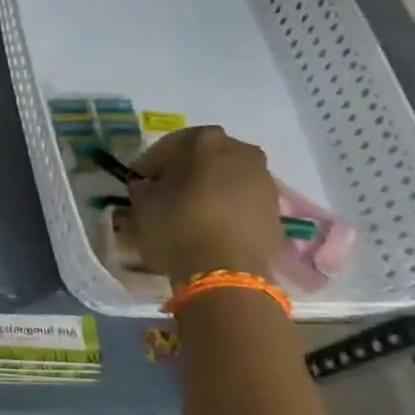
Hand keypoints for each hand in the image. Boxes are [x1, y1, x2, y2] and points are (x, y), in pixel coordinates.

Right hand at [127, 126, 284, 287]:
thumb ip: (143, 188)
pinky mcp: (275, 206)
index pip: (167, 146)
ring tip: (190, 211)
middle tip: (165, 193)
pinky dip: (227, 204)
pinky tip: (211, 225)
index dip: (149, 165)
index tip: (139, 182)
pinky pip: (242, 197)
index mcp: (204, 142)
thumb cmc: (177, 228)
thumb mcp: (143, 205)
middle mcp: (240, 150)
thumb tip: (148, 186)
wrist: (226, 272)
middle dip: (183, 171)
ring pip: (227, 175)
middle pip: (203, 156)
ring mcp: (264, 178)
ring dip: (208, 186)